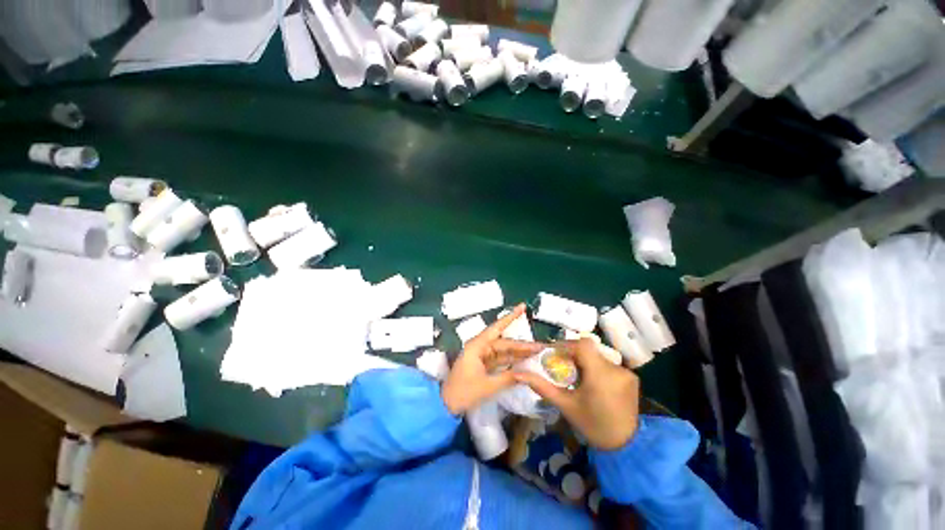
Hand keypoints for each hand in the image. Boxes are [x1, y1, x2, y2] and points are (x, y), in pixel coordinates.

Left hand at [441, 304, 544, 415]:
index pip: (497, 328)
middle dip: (521, 344)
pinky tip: (523, 361)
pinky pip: (499, 359)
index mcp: (477, 346)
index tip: (522, 306)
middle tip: (540, 346)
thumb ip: (508, 378)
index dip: (510, 317)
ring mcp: (481, 355)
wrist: (446, 405)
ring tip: (536, 353)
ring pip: (503, 351)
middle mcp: (479, 347)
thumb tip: (527, 374)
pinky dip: (510, 360)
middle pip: (503, 342)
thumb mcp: (488, 386)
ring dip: (517, 353)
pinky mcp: (482, 364)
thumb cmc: (464, 392)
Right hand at [515, 338, 639, 449]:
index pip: (583, 344)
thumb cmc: (592, 425)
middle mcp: (616, 369)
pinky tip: (594, 383)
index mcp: (600, 375)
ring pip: (598, 356)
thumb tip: (519, 374)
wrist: (626, 446)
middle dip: (574, 354)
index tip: (555, 353)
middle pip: (589, 350)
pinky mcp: (632, 377)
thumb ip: (542, 386)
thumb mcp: (565, 405)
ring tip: (578, 376)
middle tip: (563, 366)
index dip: (567, 345)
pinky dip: (598, 368)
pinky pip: (609, 364)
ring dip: (586, 361)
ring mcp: (626, 372)